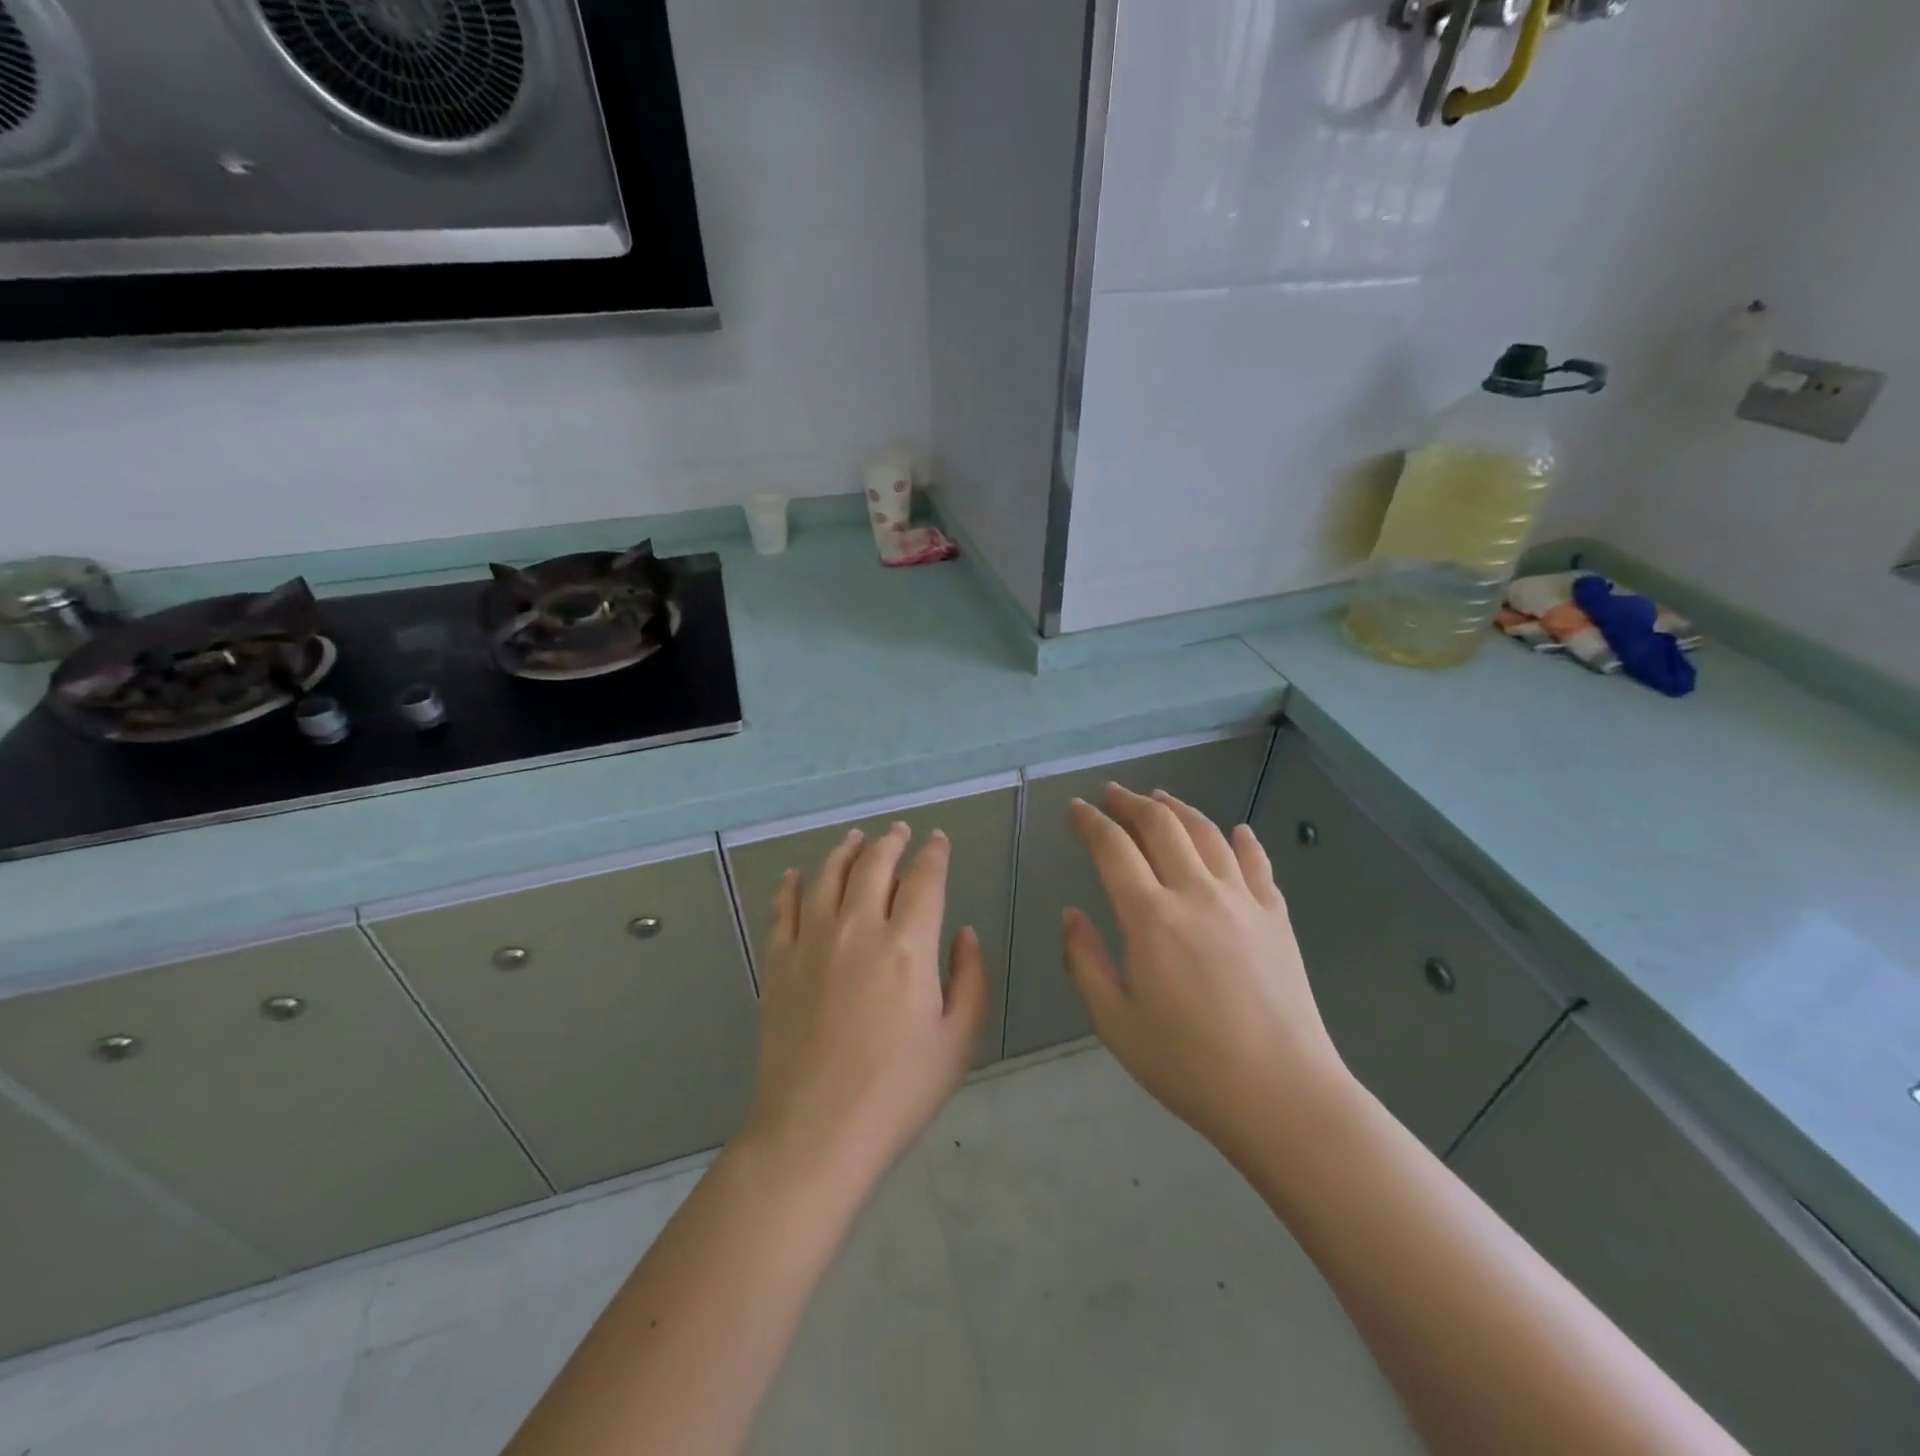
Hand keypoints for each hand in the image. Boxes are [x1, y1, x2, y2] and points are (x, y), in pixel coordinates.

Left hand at [746, 824, 987, 1180]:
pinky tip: (795, 875)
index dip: (934, 854)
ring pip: (828, 876)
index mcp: (908, 946)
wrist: (816, 1131)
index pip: (924, 879)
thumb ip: (970, 978)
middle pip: (874, 866)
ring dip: (845, 851)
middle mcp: (859, 929)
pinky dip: (790, 886)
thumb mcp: (957, 1040)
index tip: (938, 841)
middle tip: (899, 832)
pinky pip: (783, 909)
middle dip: (891, 842)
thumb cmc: (897, 1092)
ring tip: (855, 838)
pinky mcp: (779, 963)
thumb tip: (966, 933)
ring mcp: (812, 942)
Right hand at [1063, 784, 1353, 1163]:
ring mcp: (1243, 901)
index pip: (1114, 849)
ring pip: (1207, 833)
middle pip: (1161, 826)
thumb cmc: (1188, 1065)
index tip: (1076, 808)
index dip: (1091, 822)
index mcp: (1151, 917)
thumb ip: (1084, 962)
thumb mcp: (1115, 1023)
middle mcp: (1196, 893)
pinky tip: (1236, 831)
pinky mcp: (1277, 917)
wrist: (1283, 1095)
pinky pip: (1257, 863)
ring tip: (1161, 799)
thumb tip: (1071, 915)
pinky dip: (1242, 840)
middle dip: (1131, 803)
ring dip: (1179, 809)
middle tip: (1112, 794)